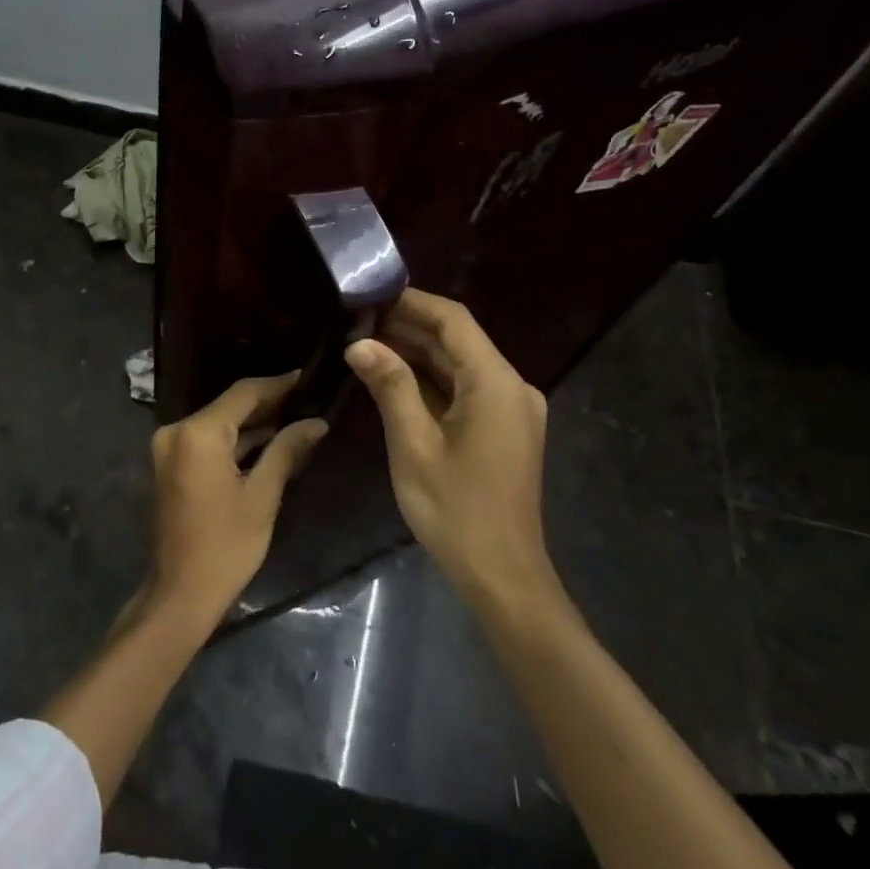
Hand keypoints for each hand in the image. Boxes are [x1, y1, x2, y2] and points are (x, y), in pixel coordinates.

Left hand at [149, 373, 327, 617]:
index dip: (278, 385)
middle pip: (229, 407)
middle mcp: (177, 431)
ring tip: (297, 419)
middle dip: (269, 404)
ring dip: (254, 424)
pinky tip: (270, 442)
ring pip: (219, 424)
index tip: (308, 378)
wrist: (180, 592)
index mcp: (198, 434)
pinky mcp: (171, 464)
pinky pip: (208, 442)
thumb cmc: (226, 546)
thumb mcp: (263, 496)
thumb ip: (286, 450)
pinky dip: (235, 442)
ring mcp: (170, 448)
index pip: (244, 394)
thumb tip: (315, 422)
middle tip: (309, 399)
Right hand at [344, 290, 552, 595]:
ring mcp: (511, 409)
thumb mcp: (414, 444)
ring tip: (366, 342)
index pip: (454, 321)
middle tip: (357, 320)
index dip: (413, 302)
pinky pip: (465, 390)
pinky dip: (431, 380)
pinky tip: (393, 377)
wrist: (501, 574)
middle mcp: (512, 387)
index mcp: (496, 384)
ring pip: (460, 366)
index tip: (371, 294)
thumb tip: (359, 343)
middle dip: (409, 328)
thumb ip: (390, 386)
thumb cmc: (455, 510)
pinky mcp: (504, 429)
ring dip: (418, 353)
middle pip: (458, 341)